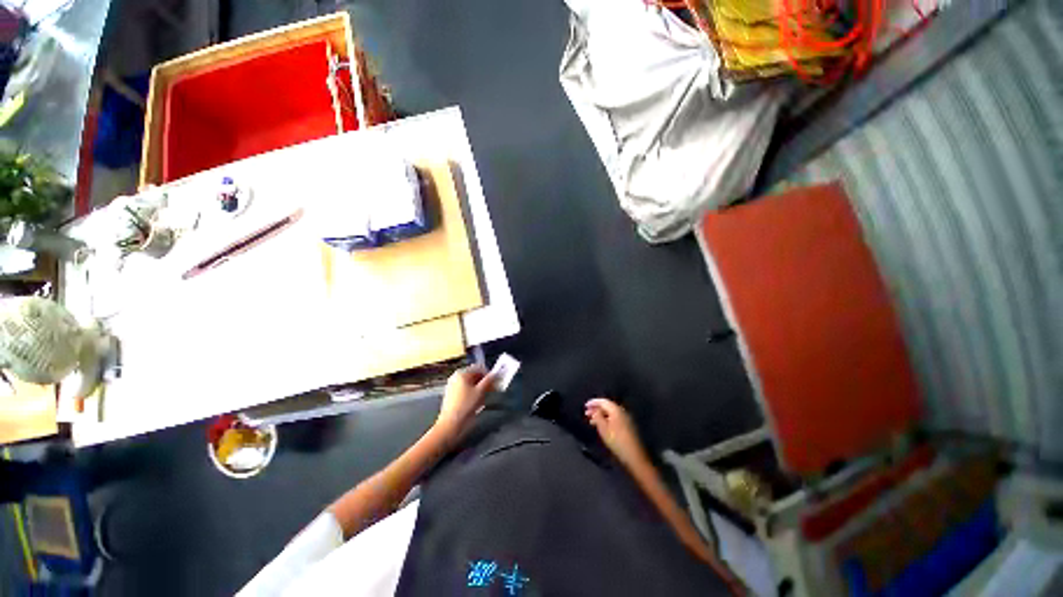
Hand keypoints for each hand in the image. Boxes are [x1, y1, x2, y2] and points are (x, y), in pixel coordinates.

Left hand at [435, 366, 495, 439]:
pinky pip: (465, 391)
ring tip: (484, 398)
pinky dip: (472, 394)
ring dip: (479, 389)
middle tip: (492, 391)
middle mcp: (456, 377)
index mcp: (462, 373)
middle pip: (474, 376)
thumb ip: (489, 380)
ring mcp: (452, 387)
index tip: (495, 382)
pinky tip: (476, 403)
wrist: (450, 425)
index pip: (479, 368)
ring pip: (470, 384)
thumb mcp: (480, 392)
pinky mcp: (451, 396)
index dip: (489, 374)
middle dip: (484, 382)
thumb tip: (496, 373)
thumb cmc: (466, 406)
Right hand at [585, 398, 646, 467]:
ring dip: (601, 415)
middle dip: (596, 409)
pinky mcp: (628, 426)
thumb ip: (597, 416)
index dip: (593, 402)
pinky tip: (602, 426)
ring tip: (591, 421)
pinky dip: (606, 419)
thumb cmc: (616, 441)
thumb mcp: (603, 428)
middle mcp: (622, 411)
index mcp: (616, 410)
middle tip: (586, 413)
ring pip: (610, 413)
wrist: (634, 455)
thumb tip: (595, 410)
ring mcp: (626, 418)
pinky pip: (614, 418)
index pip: (603, 401)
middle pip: (607, 406)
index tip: (585, 405)